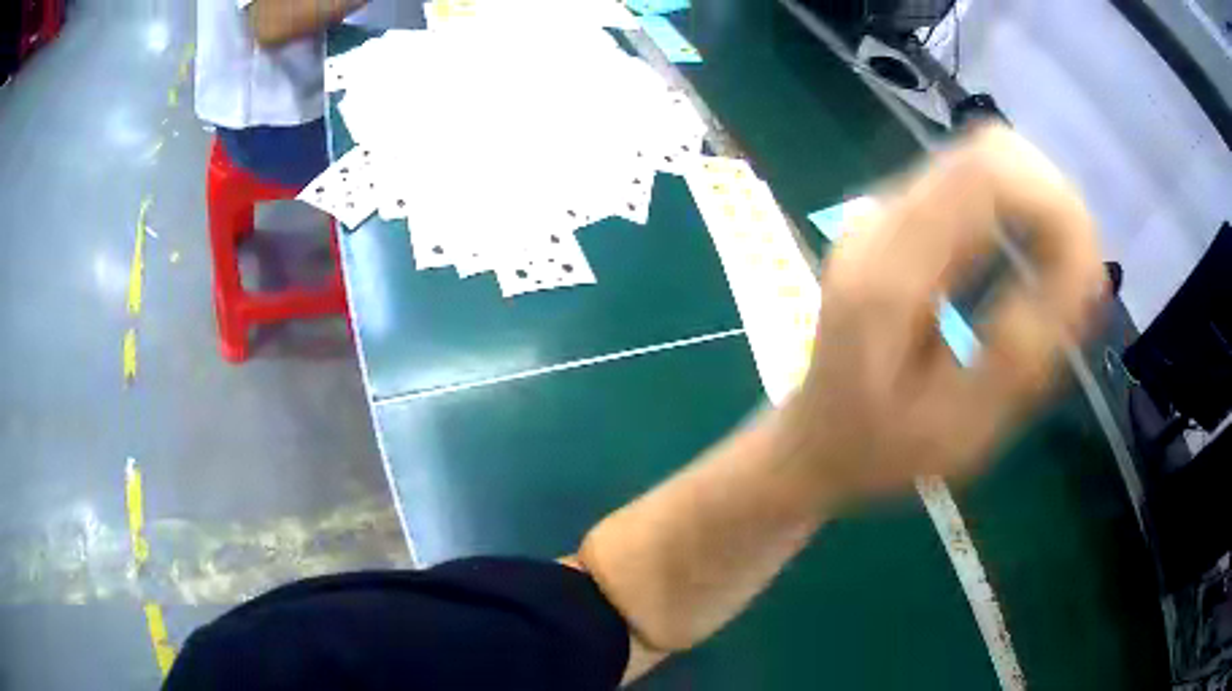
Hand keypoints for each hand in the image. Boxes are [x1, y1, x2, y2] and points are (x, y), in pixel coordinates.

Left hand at [779, 124, 1105, 499]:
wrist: (812, 439)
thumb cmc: (877, 451)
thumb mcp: (955, 430)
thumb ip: (1020, 356)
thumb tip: (1083, 277)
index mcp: (889, 268)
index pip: (985, 174)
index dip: (1056, 204)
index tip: (1090, 271)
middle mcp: (881, 217)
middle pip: (987, 153)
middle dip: (1054, 204)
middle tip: (1080, 281)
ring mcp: (884, 210)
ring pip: (982, 161)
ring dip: (1039, 206)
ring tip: (1060, 280)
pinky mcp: (896, 219)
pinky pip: (970, 186)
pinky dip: (1017, 211)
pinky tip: (1029, 265)